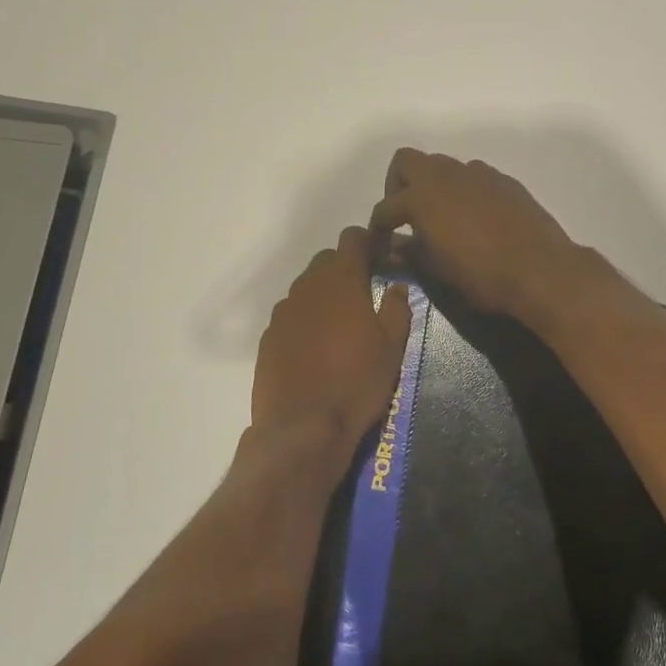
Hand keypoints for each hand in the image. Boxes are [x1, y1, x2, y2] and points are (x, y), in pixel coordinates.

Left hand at [252, 226, 411, 456]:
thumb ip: (397, 308)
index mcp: (342, 281)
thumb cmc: (357, 382)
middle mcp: (307, 287)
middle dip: (345, 267)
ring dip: (323, 295)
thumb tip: (397, 285)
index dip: (368, 241)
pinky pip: (290, 315)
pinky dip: (305, 320)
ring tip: (340, 324)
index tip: (381, 255)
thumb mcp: (392, 347)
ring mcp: (283, 312)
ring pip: (305, 288)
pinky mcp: (268, 337)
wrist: (303, 426)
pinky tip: (315, 347)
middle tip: (364, 293)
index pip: (352, 239)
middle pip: (326, 260)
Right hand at [369, 150, 579, 319]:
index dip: (377, 227)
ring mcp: (478, 174)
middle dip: (398, 185)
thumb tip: (393, 247)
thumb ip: (411, 253)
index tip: (379, 244)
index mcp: (421, 196)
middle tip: (404, 216)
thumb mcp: (437, 270)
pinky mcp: (504, 181)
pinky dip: (463, 191)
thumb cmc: (481, 275)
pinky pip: (473, 177)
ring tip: (440, 218)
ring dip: (433, 186)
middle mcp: (446, 175)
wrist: (541, 269)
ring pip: (443, 166)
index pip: (386, 207)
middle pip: (407, 162)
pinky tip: (473, 219)